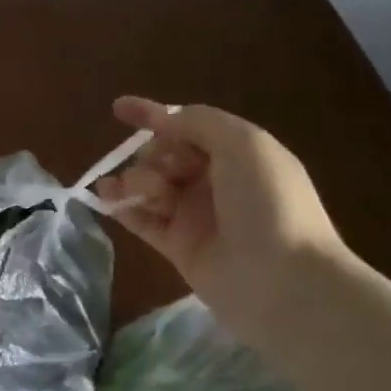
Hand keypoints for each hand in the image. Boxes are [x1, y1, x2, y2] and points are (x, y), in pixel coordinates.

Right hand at [95, 98, 353, 338]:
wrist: (284, 281)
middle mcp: (215, 182)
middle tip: (159, 171)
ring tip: (132, 190)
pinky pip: (141, 220)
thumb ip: (198, 122)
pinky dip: (121, 207)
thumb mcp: (243, 144)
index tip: (118, 109)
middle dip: (150, 154)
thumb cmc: (268, 204)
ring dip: (133, 180)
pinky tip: (105, 199)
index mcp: (237, 154)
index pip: (187, 126)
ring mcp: (196, 216)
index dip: (153, 114)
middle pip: (164, 155)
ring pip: (150, 186)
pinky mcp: (178, 248)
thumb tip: (162, 123)